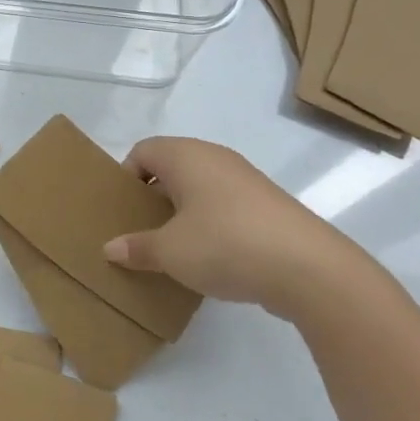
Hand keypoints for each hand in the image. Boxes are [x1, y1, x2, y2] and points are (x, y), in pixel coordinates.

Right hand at [102, 137, 367, 323]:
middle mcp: (215, 158)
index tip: (123, 210)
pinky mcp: (268, 206)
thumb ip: (136, 248)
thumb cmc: (224, 245)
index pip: (143, 151)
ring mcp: (246, 180)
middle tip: (141, 230)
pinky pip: (225, 206)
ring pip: (200, 188)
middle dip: (153, 197)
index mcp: (186, 156)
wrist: (310, 269)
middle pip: (171, 167)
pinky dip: (211, 224)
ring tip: (174, 248)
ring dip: (183, 213)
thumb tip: (110, 248)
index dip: (126, 177)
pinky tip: (211, 257)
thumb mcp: (169, 252)